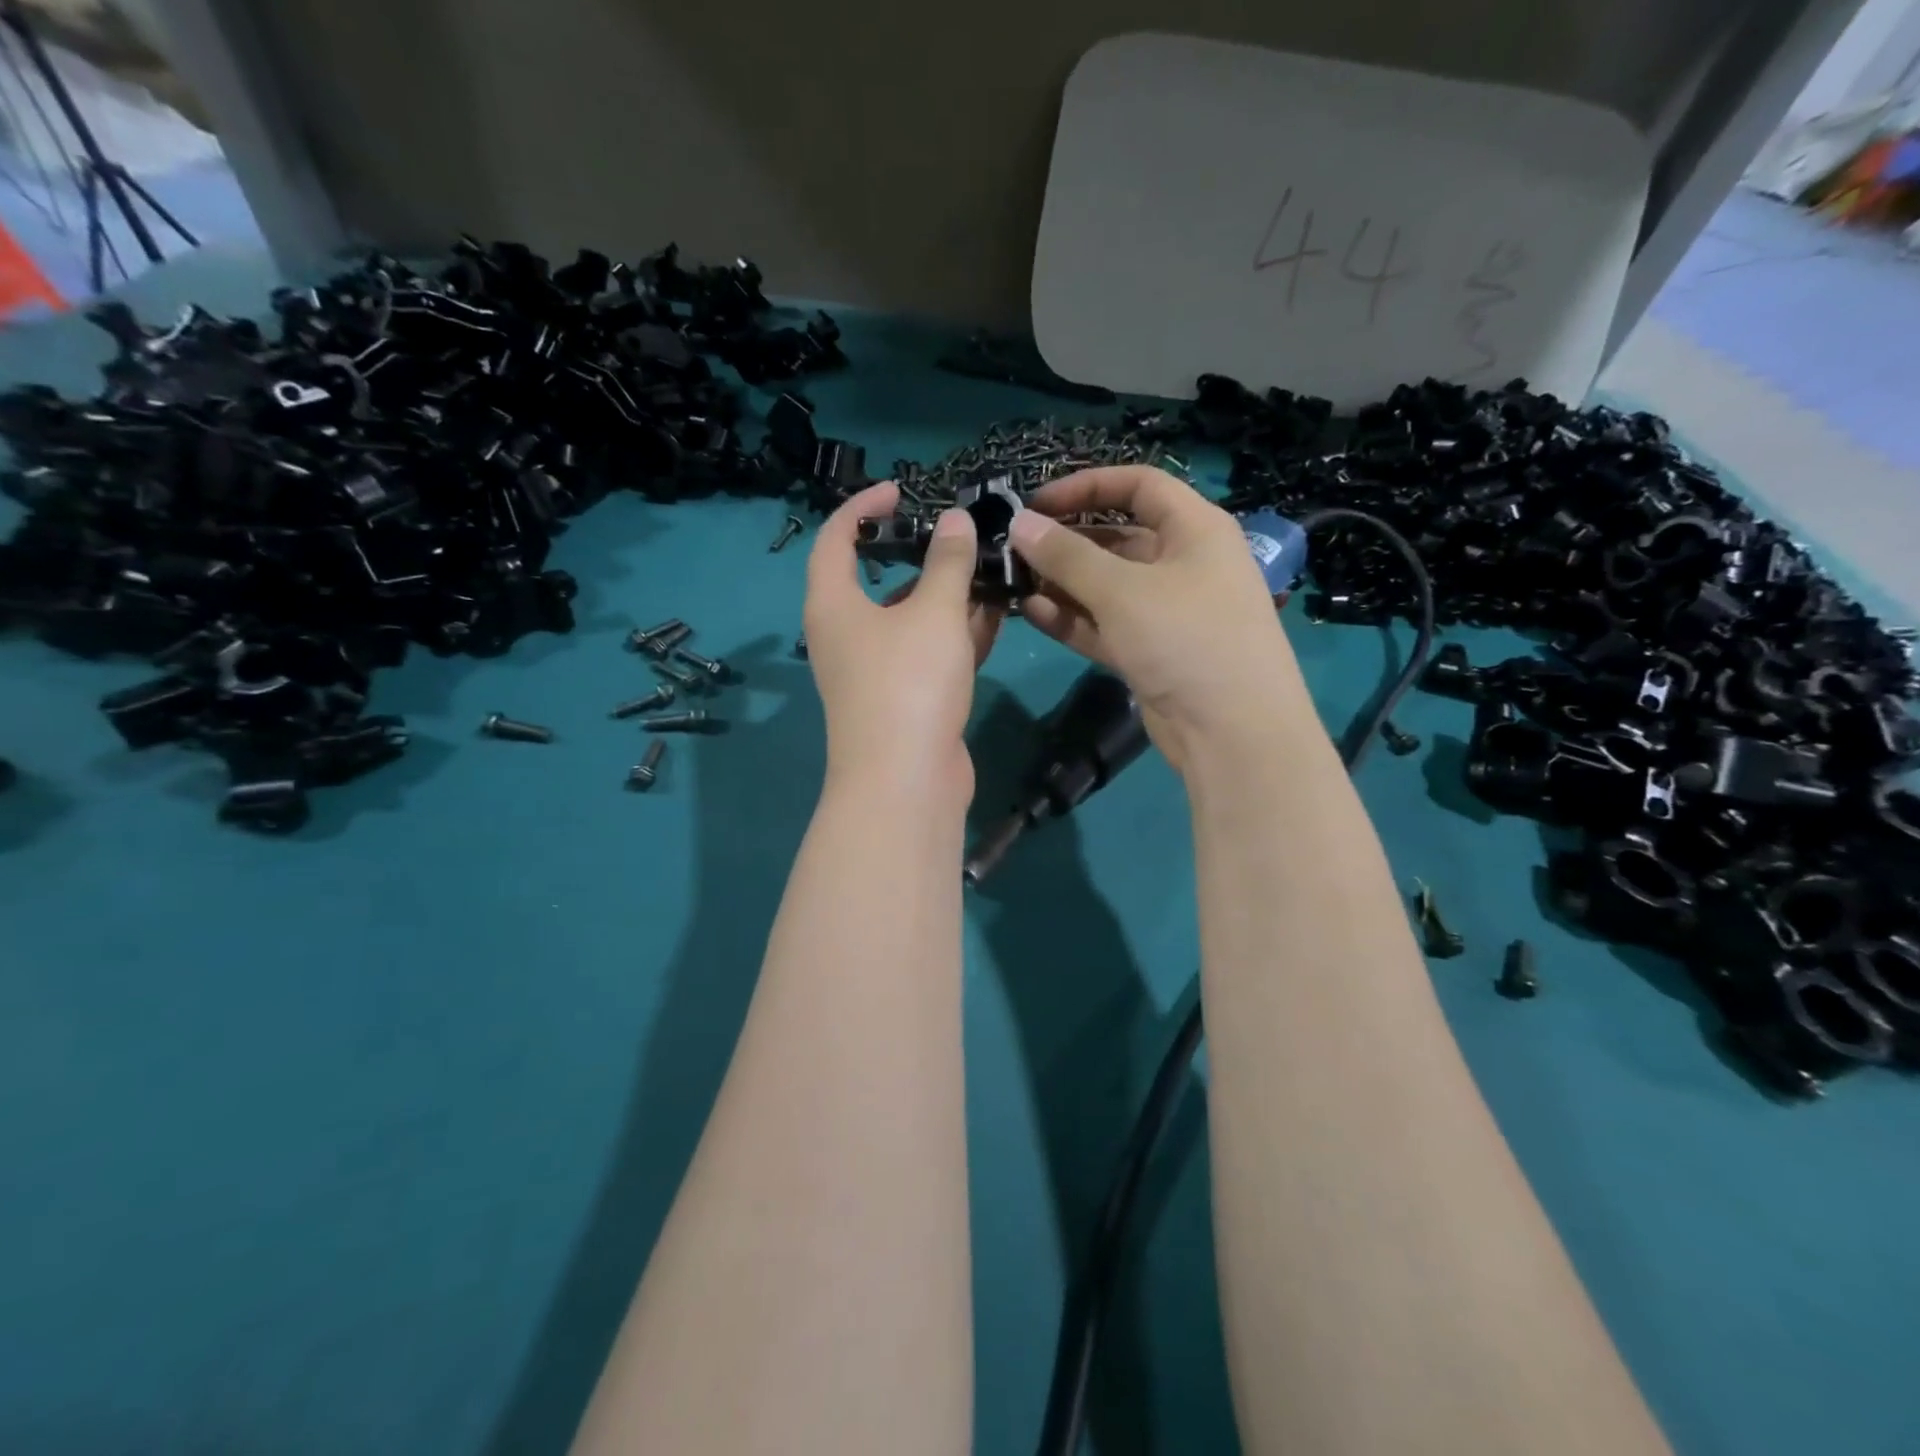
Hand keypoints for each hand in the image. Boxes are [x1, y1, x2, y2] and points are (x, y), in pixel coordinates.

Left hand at [804, 482, 1000, 807]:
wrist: (907, 782)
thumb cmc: (909, 683)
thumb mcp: (933, 613)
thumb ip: (947, 563)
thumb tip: (954, 519)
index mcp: (833, 605)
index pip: (835, 539)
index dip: (862, 507)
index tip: (900, 489)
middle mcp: (846, 636)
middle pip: (878, 581)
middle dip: (920, 555)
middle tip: (959, 534)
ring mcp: (875, 671)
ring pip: (910, 620)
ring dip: (947, 597)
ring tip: (990, 568)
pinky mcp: (904, 700)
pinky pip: (929, 654)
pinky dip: (956, 635)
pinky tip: (995, 616)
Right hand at [1008, 466, 1305, 772]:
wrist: (1232, 732)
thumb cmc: (1186, 639)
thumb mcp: (1122, 590)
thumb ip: (1067, 555)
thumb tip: (1020, 523)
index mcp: (1195, 530)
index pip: (1139, 486)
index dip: (1087, 486)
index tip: (1037, 502)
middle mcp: (1183, 563)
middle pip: (1117, 536)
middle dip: (1066, 541)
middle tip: (1016, 548)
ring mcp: (1166, 611)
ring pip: (1106, 585)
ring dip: (1063, 582)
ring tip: (1014, 580)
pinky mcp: (1150, 651)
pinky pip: (1105, 623)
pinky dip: (1072, 617)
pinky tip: (1031, 612)